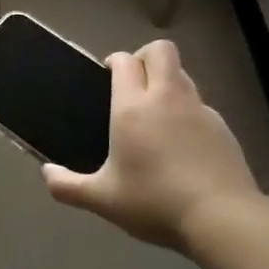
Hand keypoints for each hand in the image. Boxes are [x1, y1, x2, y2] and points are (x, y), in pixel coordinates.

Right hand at [42, 40, 259, 250]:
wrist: (222, 217)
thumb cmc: (154, 202)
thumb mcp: (103, 200)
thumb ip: (68, 187)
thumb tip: (46, 174)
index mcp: (133, 107)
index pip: (125, 60)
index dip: (115, 61)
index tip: (107, 75)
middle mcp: (167, 98)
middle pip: (160, 51)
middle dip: (145, 57)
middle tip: (133, 84)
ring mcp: (199, 109)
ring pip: (183, 74)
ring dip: (167, 81)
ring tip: (156, 113)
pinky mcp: (223, 127)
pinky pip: (200, 104)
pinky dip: (187, 111)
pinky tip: (182, 142)